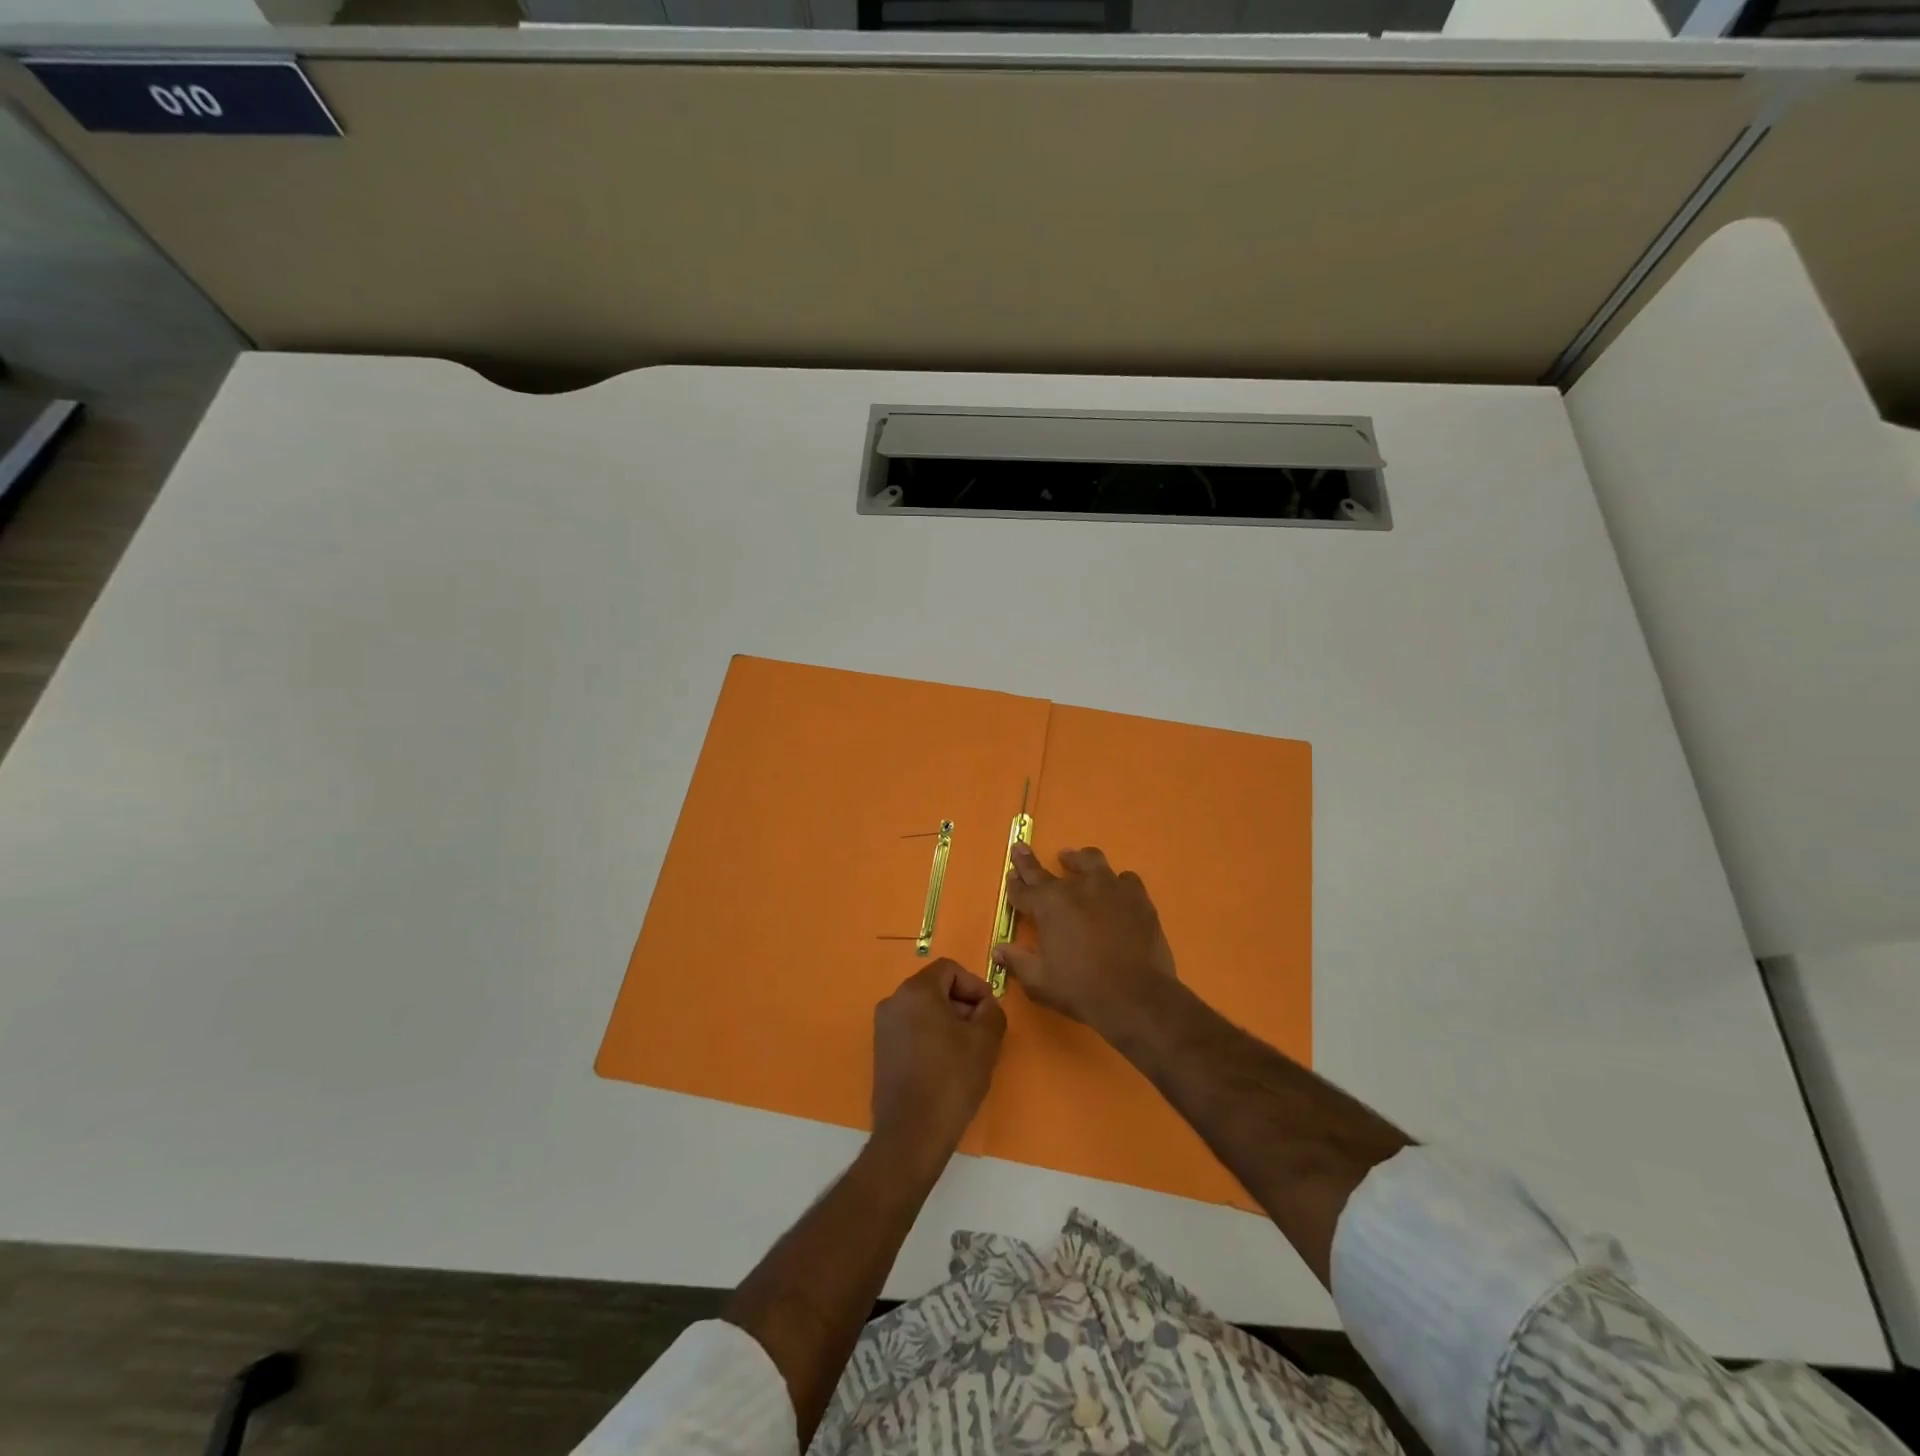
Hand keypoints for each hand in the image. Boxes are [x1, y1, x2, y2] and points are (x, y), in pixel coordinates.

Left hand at [871, 959, 1005, 1160]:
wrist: (912, 1134)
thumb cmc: (951, 1079)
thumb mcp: (985, 1041)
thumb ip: (992, 1011)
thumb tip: (985, 1006)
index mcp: (916, 991)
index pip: (949, 969)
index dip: (974, 986)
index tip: (989, 1011)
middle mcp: (893, 1002)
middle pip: (935, 988)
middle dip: (962, 1004)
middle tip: (983, 1032)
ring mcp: (883, 1027)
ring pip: (924, 1010)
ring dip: (949, 1022)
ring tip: (968, 1052)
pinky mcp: (882, 1052)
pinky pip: (912, 1030)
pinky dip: (932, 1037)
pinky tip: (947, 1065)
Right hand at [991, 844, 1177, 1035]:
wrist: (1136, 996)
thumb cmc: (1081, 989)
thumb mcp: (1039, 981)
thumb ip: (1017, 961)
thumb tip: (998, 950)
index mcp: (1048, 905)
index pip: (1023, 889)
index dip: (1014, 883)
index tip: (1011, 874)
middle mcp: (1076, 887)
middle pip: (1046, 870)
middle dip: (1029, 862)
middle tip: (1022, 849)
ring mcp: (1110, 887)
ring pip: (1090, 860)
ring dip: (1077, 860)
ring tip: (1072, 859)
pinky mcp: (1137, 896)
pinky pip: (1125, 879)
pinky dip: (1117, 882)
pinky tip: (1116, 891)